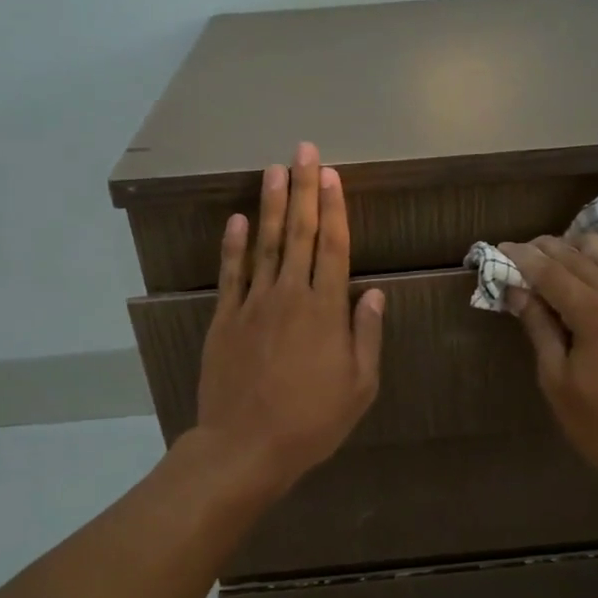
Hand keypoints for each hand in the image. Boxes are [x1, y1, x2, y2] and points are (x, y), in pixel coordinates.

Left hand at [194, 142, 384, 492]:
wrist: (246, 446)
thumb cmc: (312, 421)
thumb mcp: (359, 386)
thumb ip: (366, 336)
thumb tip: (373, 294)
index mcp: (326, 310)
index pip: (334, 246)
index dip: (335, 207)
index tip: (332, 175)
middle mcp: (290, 295)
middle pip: (300, 233)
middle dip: (304, 189)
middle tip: (304, 151)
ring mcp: (253, 304)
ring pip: (264, 244)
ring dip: (271, 205)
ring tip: (274, 170)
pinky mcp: (224, 319)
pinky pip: (231, 274)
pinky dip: (233, 245)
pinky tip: (236, 220)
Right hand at [498, 228, 597, 502]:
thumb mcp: (557, 380)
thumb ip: (540, 329)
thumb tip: (518, 291)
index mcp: (593, 314)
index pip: (550, 273)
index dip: (523, 259)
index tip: (501, 248)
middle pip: (580, 260)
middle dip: (549, 249)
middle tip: (523, 248)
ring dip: (587, 246)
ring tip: (563, 243)